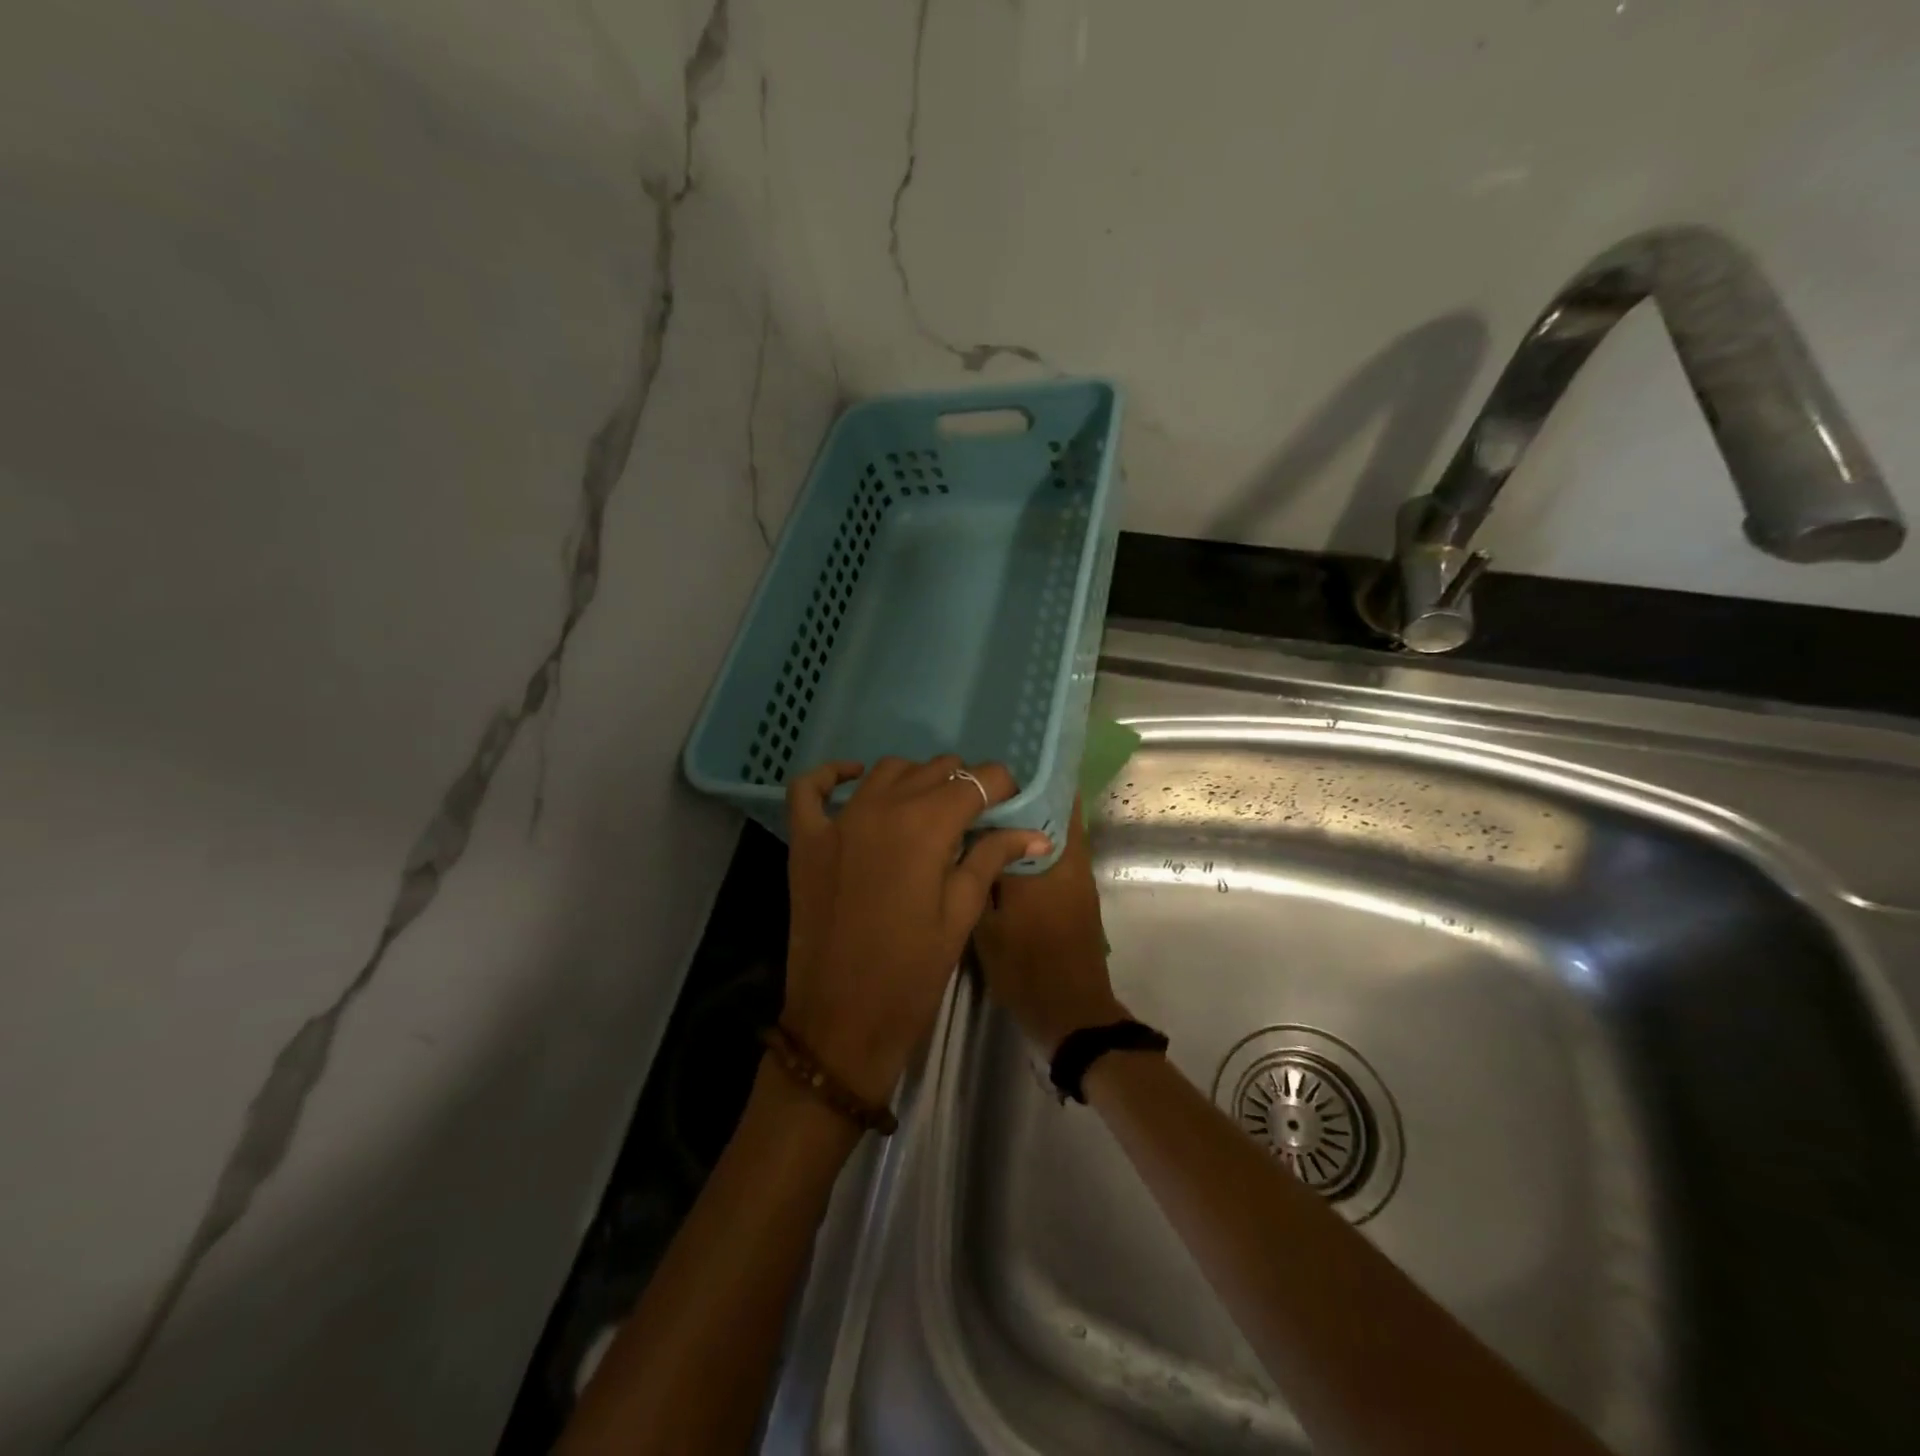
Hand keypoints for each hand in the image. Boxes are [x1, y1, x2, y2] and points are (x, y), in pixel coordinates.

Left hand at [782, 756, 1048, 1104]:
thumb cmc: (911, 974)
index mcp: (927, 826)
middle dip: (963, 785)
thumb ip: (991, 859)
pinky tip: (855, 779)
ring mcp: (838, 820)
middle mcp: (882, 807)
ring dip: (915, 778)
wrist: (841, 1022)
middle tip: (975, 819)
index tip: (1010, 808)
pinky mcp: (806, 840)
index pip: (979, 780)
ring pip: (885, 770)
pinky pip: (809, 788)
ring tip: (929, 808)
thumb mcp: (960, 915)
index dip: (1002, 789)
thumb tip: (1035, 832)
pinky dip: (833, 775)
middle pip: (935, 769)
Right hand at [973, 798, 1126, 1052]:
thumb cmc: (1025, 968)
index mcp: (1046, 861)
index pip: (1043, 802)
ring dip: (1034, 815)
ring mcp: (1078, 875)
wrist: (1071, 1011)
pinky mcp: (1079, 891)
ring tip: (993, 808)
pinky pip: (1058, 850)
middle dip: (1028, 792)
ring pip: (1058, 829)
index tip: (991, 768)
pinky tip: (1005, 844)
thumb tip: (971, 835)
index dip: (1020, 781)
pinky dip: (1038, 840)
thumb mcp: (987, 924)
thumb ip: (980, 875)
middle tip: (988, 784)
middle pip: (1057, 808)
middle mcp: (1069, 859)